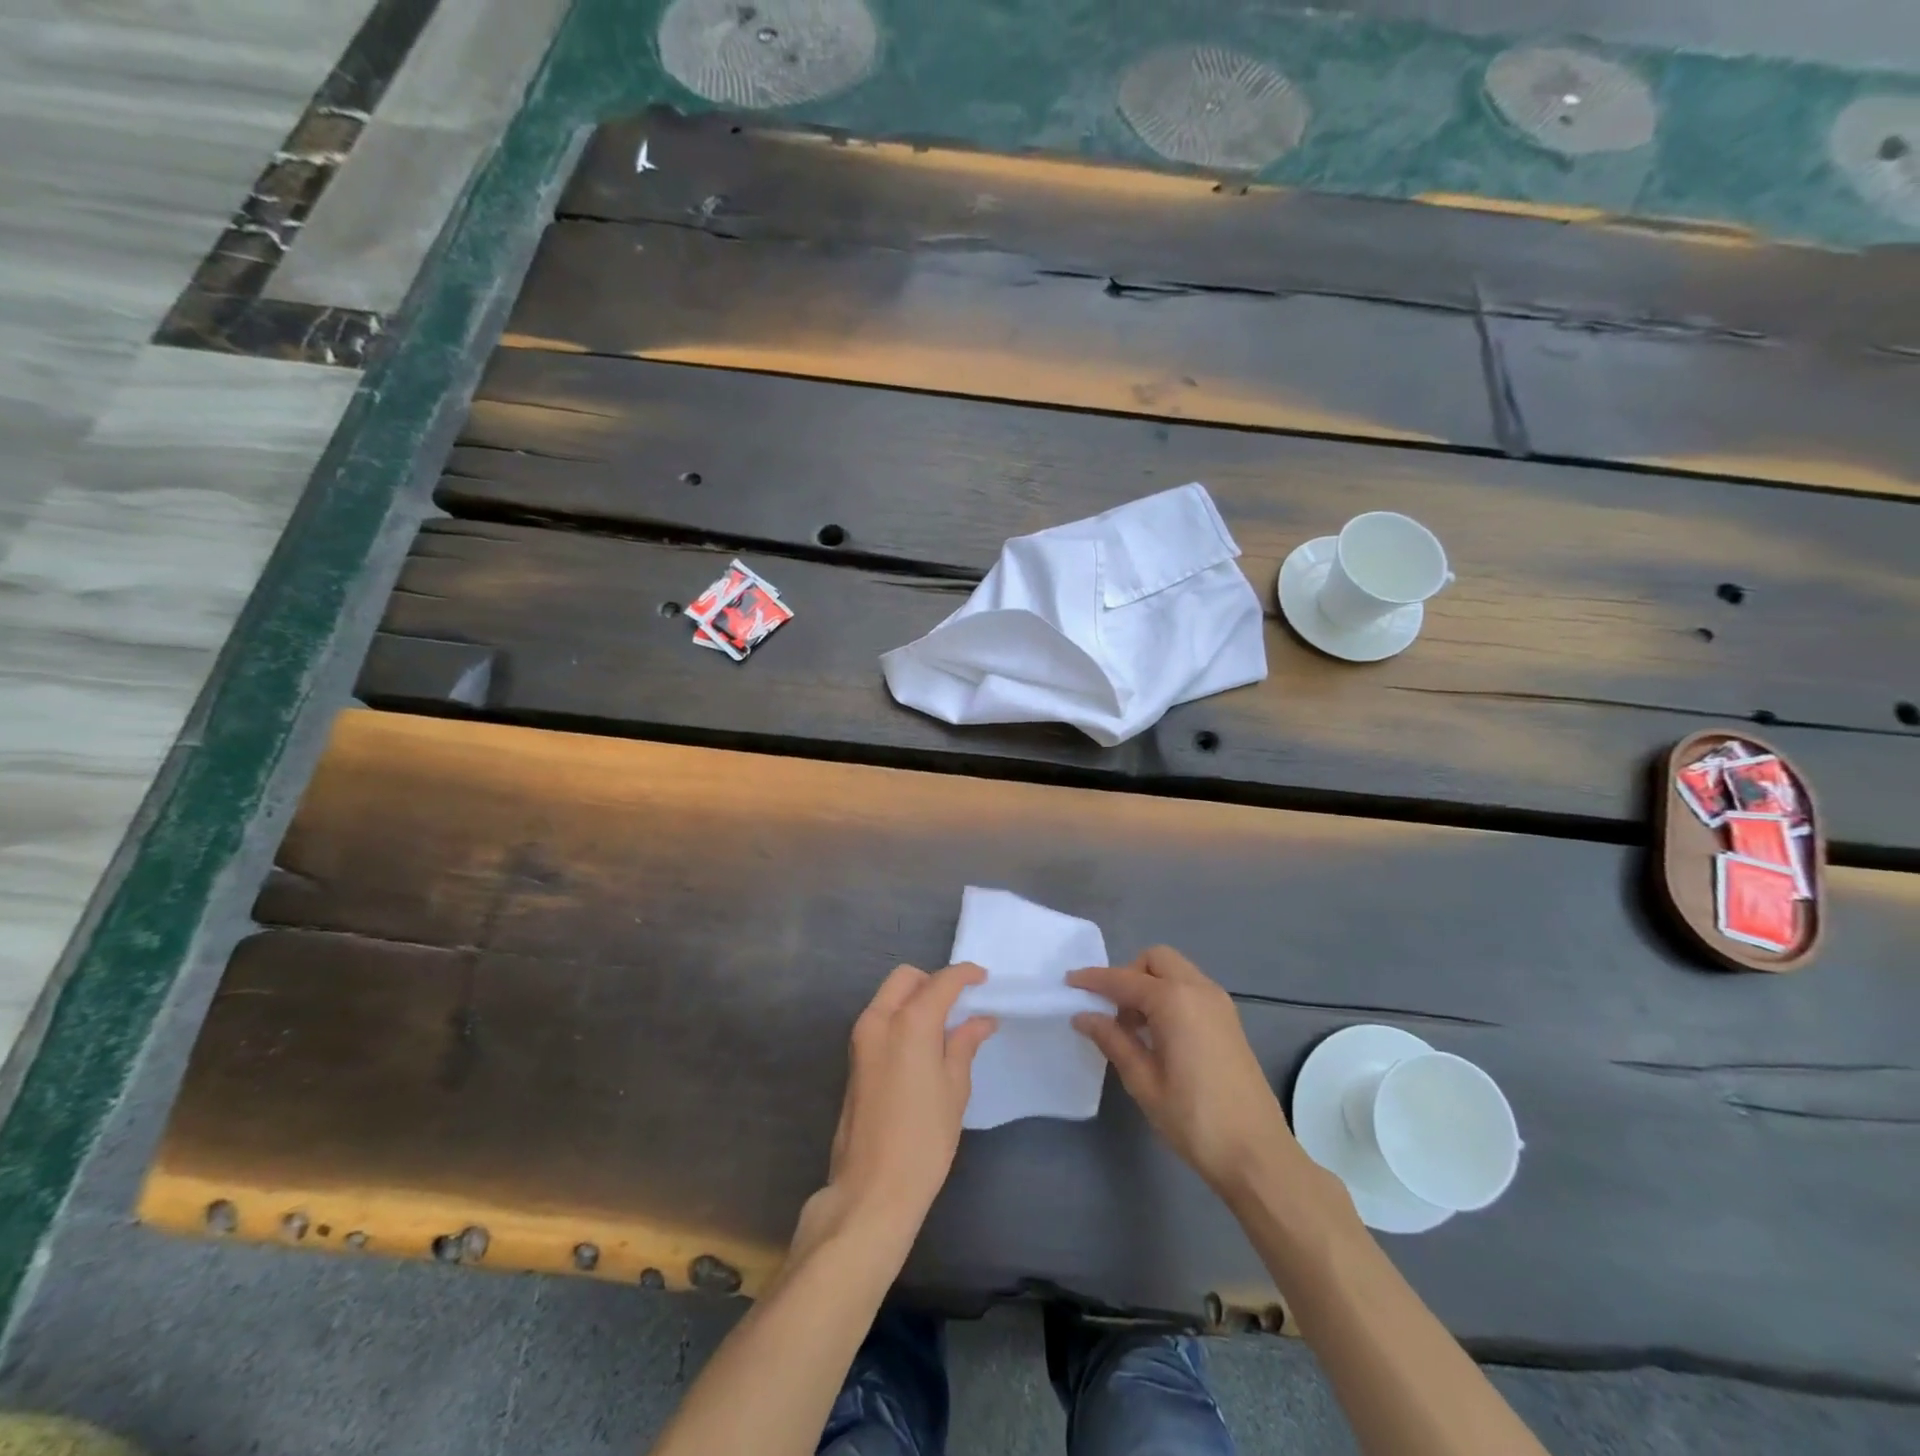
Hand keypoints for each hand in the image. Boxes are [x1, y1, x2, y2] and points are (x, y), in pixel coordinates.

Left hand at [790, 964, 997, 1261]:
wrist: (872, 1189)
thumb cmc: (924, 1140)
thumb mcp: (954, 1089)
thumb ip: (964, 1044)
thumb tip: (981, 1020)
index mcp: (909, 1023)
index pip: (941, 982)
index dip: (964, 975)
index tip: (983, 978)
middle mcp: (879, 1020)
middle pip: (906, 978)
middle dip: (933, 981)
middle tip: (960, 1003)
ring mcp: (861, 1039)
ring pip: (889, 996)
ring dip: (915, 998)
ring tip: (945, 1025)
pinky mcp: (854, 1058)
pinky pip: (880, 1018)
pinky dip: (902, 1017)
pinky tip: (923, 1044)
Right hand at [1069, 946, 1296, 1195]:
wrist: (1257, 1155)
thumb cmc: (1194, 1119)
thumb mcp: (1143, 1081)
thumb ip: (1112, 1040)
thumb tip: (1083, 1015)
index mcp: (1174, 1001)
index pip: (1123, 979)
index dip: (1093, 980)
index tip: (1068, 983)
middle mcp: (1199, 989)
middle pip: (1155, 960)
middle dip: (1128, 974)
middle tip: (1110, 1010)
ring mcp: (1219, 1003)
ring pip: (1175, 972)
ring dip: (1149, 985)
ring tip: (1133, 1028)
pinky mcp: (1229, 1020)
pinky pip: (1191, 989)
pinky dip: (1169, 996)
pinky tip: (1159, 1034)